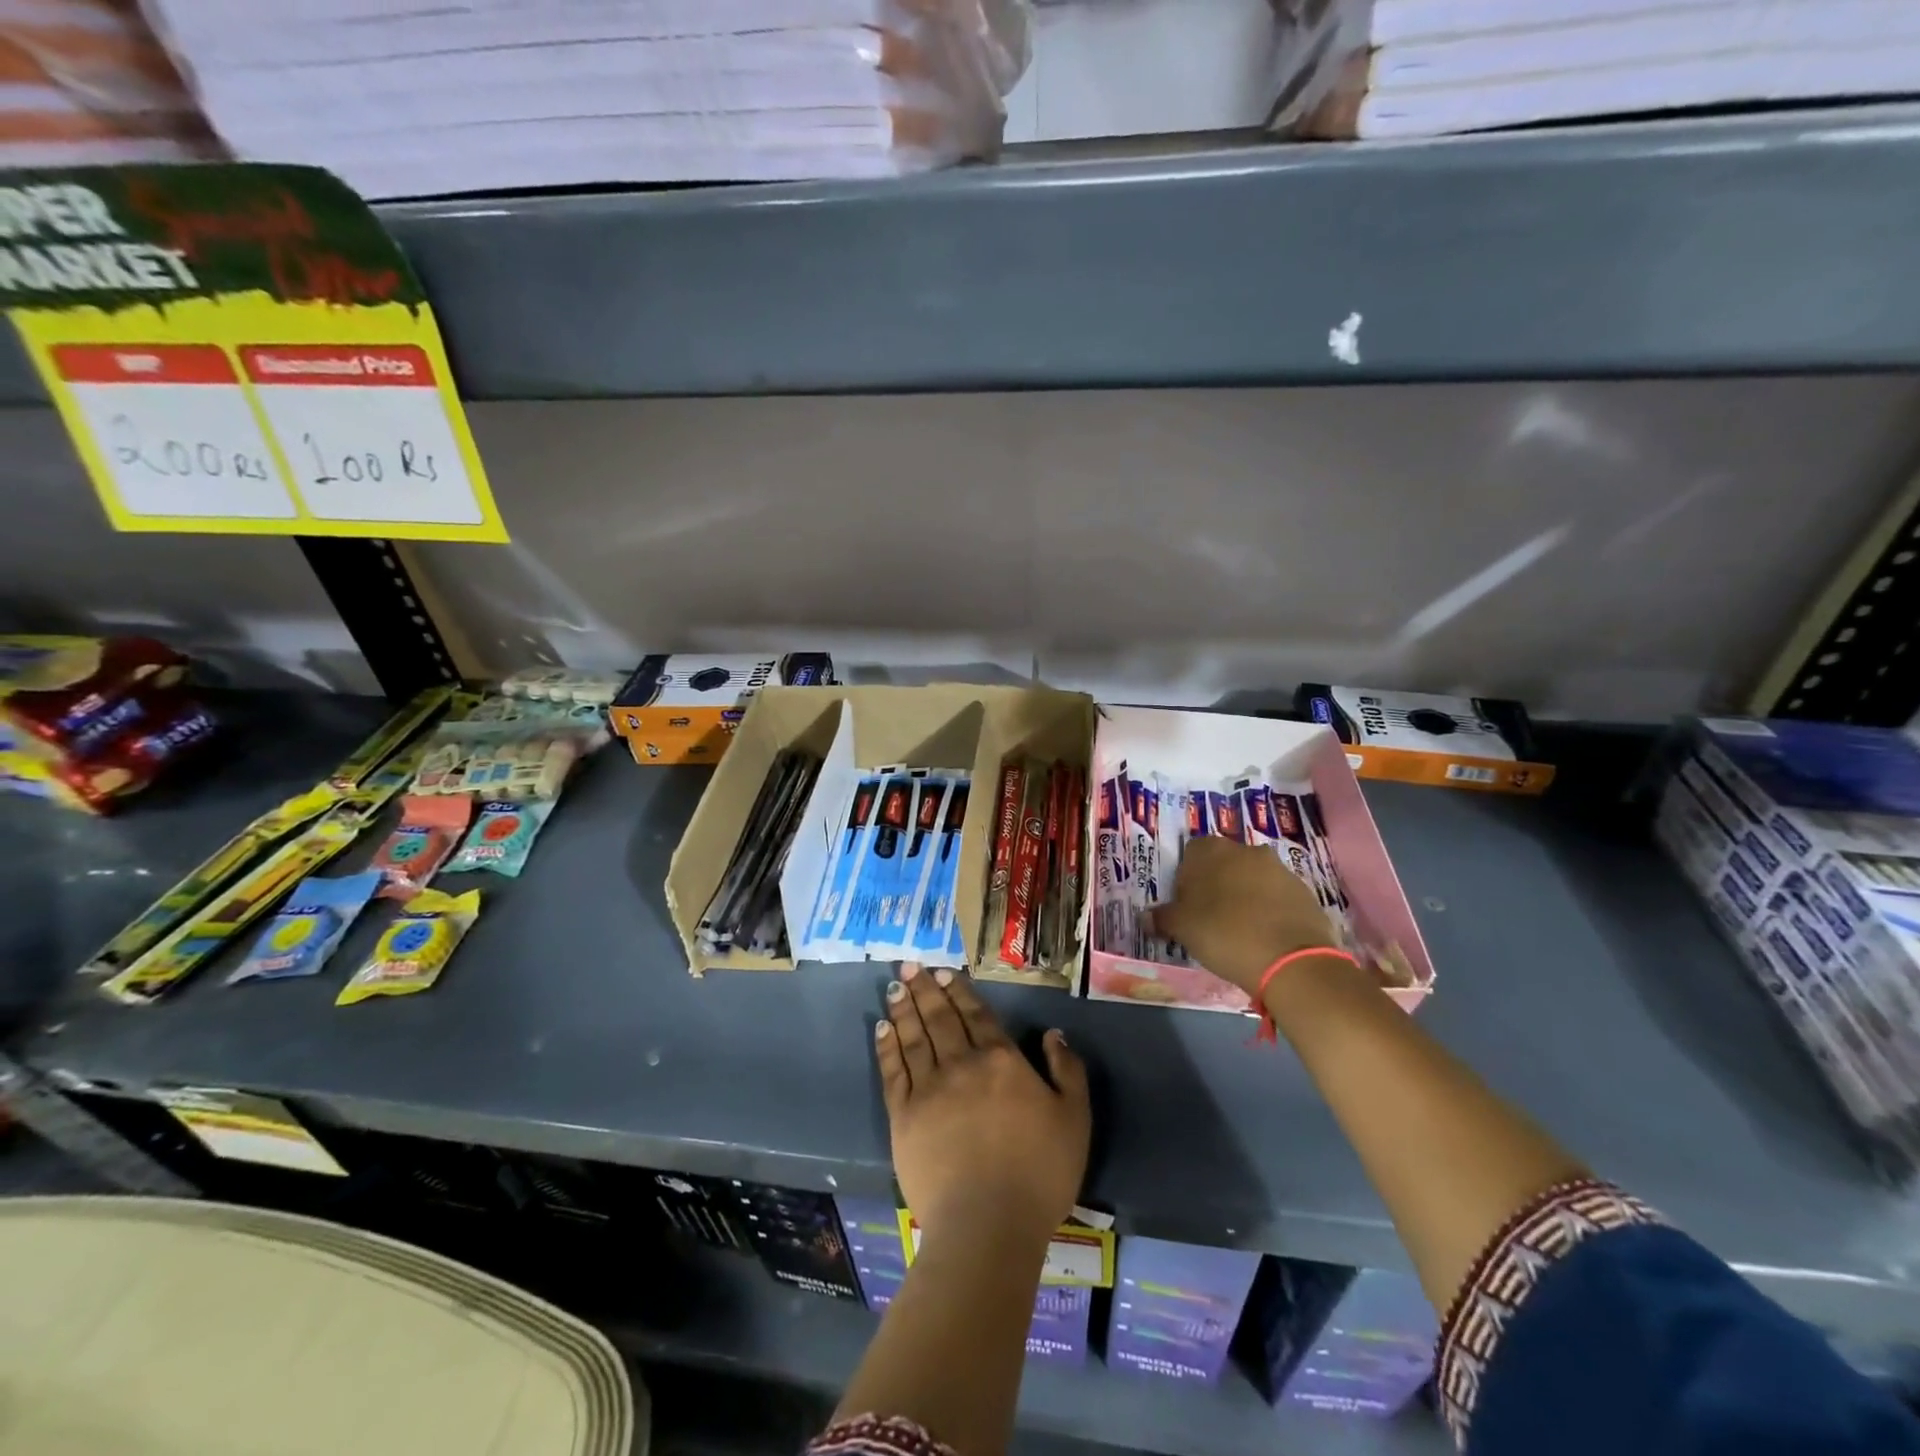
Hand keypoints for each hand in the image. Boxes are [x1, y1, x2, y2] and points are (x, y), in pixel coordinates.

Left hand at [875, 963, 1089, 1247]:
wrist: (988, 1224)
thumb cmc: (1039, 1173)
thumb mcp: (1074, 1119)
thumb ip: (1067, 1071)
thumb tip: (1053, 1034)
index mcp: (1001, 1061)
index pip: (976, 1015)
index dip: (959, 991)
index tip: (943, 971)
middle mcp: (962, 1064)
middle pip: (940, 1018)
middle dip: (925, 988)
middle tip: (910, 964)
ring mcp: (929, 1089)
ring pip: (914, 1037)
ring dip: (904, 1008)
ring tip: (895, 985)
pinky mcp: (904, 1117)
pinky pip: (893, 1071)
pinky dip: (887, 1046)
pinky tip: (882, 1028)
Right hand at [1147, 836, 1339, 996]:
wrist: (1291, 961)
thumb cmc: (1224, 934)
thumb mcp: (1182, 929)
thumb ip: (1162, 918)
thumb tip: (1146, 917)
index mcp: (1211, 850)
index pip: (1190, 854)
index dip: (1186, 879)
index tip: (1186, 905)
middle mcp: (1245, 850)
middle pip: (1223, 863)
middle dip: (1216, 885)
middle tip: (1210, 917)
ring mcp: (1279, 869)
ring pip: (1252, 878)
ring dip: (1244, 896)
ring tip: (1239, 930)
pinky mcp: (1303, 891)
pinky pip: (1277, 896)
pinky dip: (1269, 910)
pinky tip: (1264, 936)